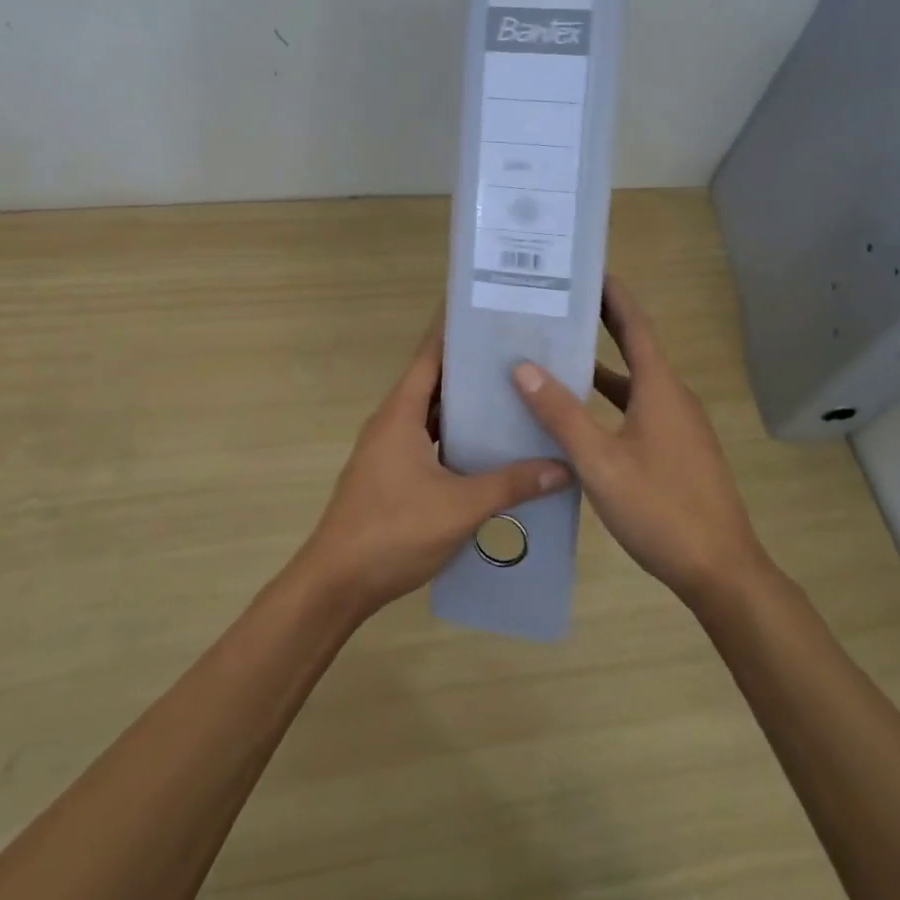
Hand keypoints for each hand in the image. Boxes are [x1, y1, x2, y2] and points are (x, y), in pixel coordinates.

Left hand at [298, 313, 571, 618]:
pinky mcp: (390, 475)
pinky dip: (454, 437)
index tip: (490, 315)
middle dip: (470, 369)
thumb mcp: (459, 507)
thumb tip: (562, 466)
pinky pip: (427, 441)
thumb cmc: (393, 532)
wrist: (336, 583)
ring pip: (430, 415)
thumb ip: (511, 484)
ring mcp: (388, 450)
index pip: (429, 356)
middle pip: (433, 382)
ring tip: (509, 397)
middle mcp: (391, 422)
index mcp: (400, 413)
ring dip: (463, 407)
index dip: (455, 333)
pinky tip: (485, 449)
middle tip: (516, 357)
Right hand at [511, 277, 774, 610]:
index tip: (586, 270)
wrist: (721, 571)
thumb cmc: (660, 509)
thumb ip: (562, 414)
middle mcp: (673, 397)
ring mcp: (679, 425)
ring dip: (602, 365)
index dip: (612, 294)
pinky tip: (582, 415)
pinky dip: (611, 399)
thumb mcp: (600, 462)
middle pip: (636, 347)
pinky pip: (639, 408)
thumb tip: (522, 367)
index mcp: (660, 388)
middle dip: (603, 322)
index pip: (635, 324)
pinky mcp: (678, 450)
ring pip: (636, 382)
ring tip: (559, 352)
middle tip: (561, 303)